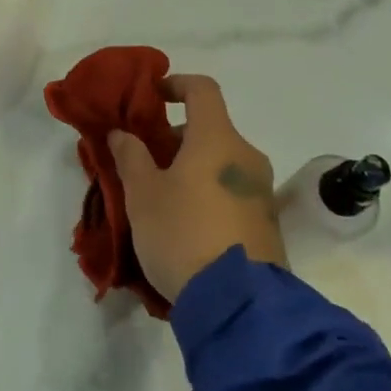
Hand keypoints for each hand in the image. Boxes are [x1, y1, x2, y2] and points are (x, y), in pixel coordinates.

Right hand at [111, 75, 287, 302]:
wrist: (239, 305)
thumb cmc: (182, 234)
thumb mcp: (142, 194)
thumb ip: (131, 156)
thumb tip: (122, 133)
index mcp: (217, 138)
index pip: (202, 89)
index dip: (176, 84)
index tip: (153, 97)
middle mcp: (246, 156)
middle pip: (210, 130)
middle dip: (177, 140)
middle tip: (147, 165)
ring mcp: (262, 191)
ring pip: (221, 163)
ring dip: (193, 170)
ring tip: (163, 202)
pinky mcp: (268, 224)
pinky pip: (233, 193)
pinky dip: (210, 195)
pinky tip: (188, 227)